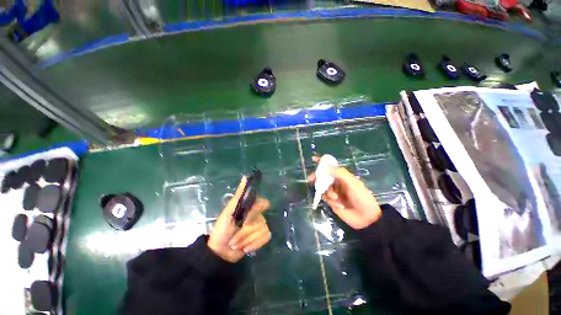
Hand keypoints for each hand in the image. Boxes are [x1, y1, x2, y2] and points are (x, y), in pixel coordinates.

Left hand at [208, 176, 271, 262]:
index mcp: (250, 207)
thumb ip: (239, 194)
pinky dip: (254, 244)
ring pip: (262, 230)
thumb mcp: (229, 210)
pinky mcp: (262, 237)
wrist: (220, 251)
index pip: (263, 203)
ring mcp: (260, 226)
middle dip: (246, 230)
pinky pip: (266, 237)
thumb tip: (246, 176)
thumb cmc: (222, 229)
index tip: (247, 217)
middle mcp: (257, 215)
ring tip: (236, 243)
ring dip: (246, 239)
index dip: (257, 210)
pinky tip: (245, 247)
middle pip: (261, 220)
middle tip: (235, 233)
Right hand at [308, 156, 381, 229]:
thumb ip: (340, 174)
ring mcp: (334, 192)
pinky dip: (331, 201)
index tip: (313, 158)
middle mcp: (337, 183)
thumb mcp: (352, 183)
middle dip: (317, 177)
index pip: (331, 167)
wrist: (366, 217)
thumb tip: (326, 167)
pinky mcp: (332, 202)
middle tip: (311, 178)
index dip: (322, 162)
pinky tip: (339, 205)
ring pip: (323, 188)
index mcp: (342, 176)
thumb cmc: (361, 197)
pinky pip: (326, 198)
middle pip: (323, 177)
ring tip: (336, 198)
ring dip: (328, 192)